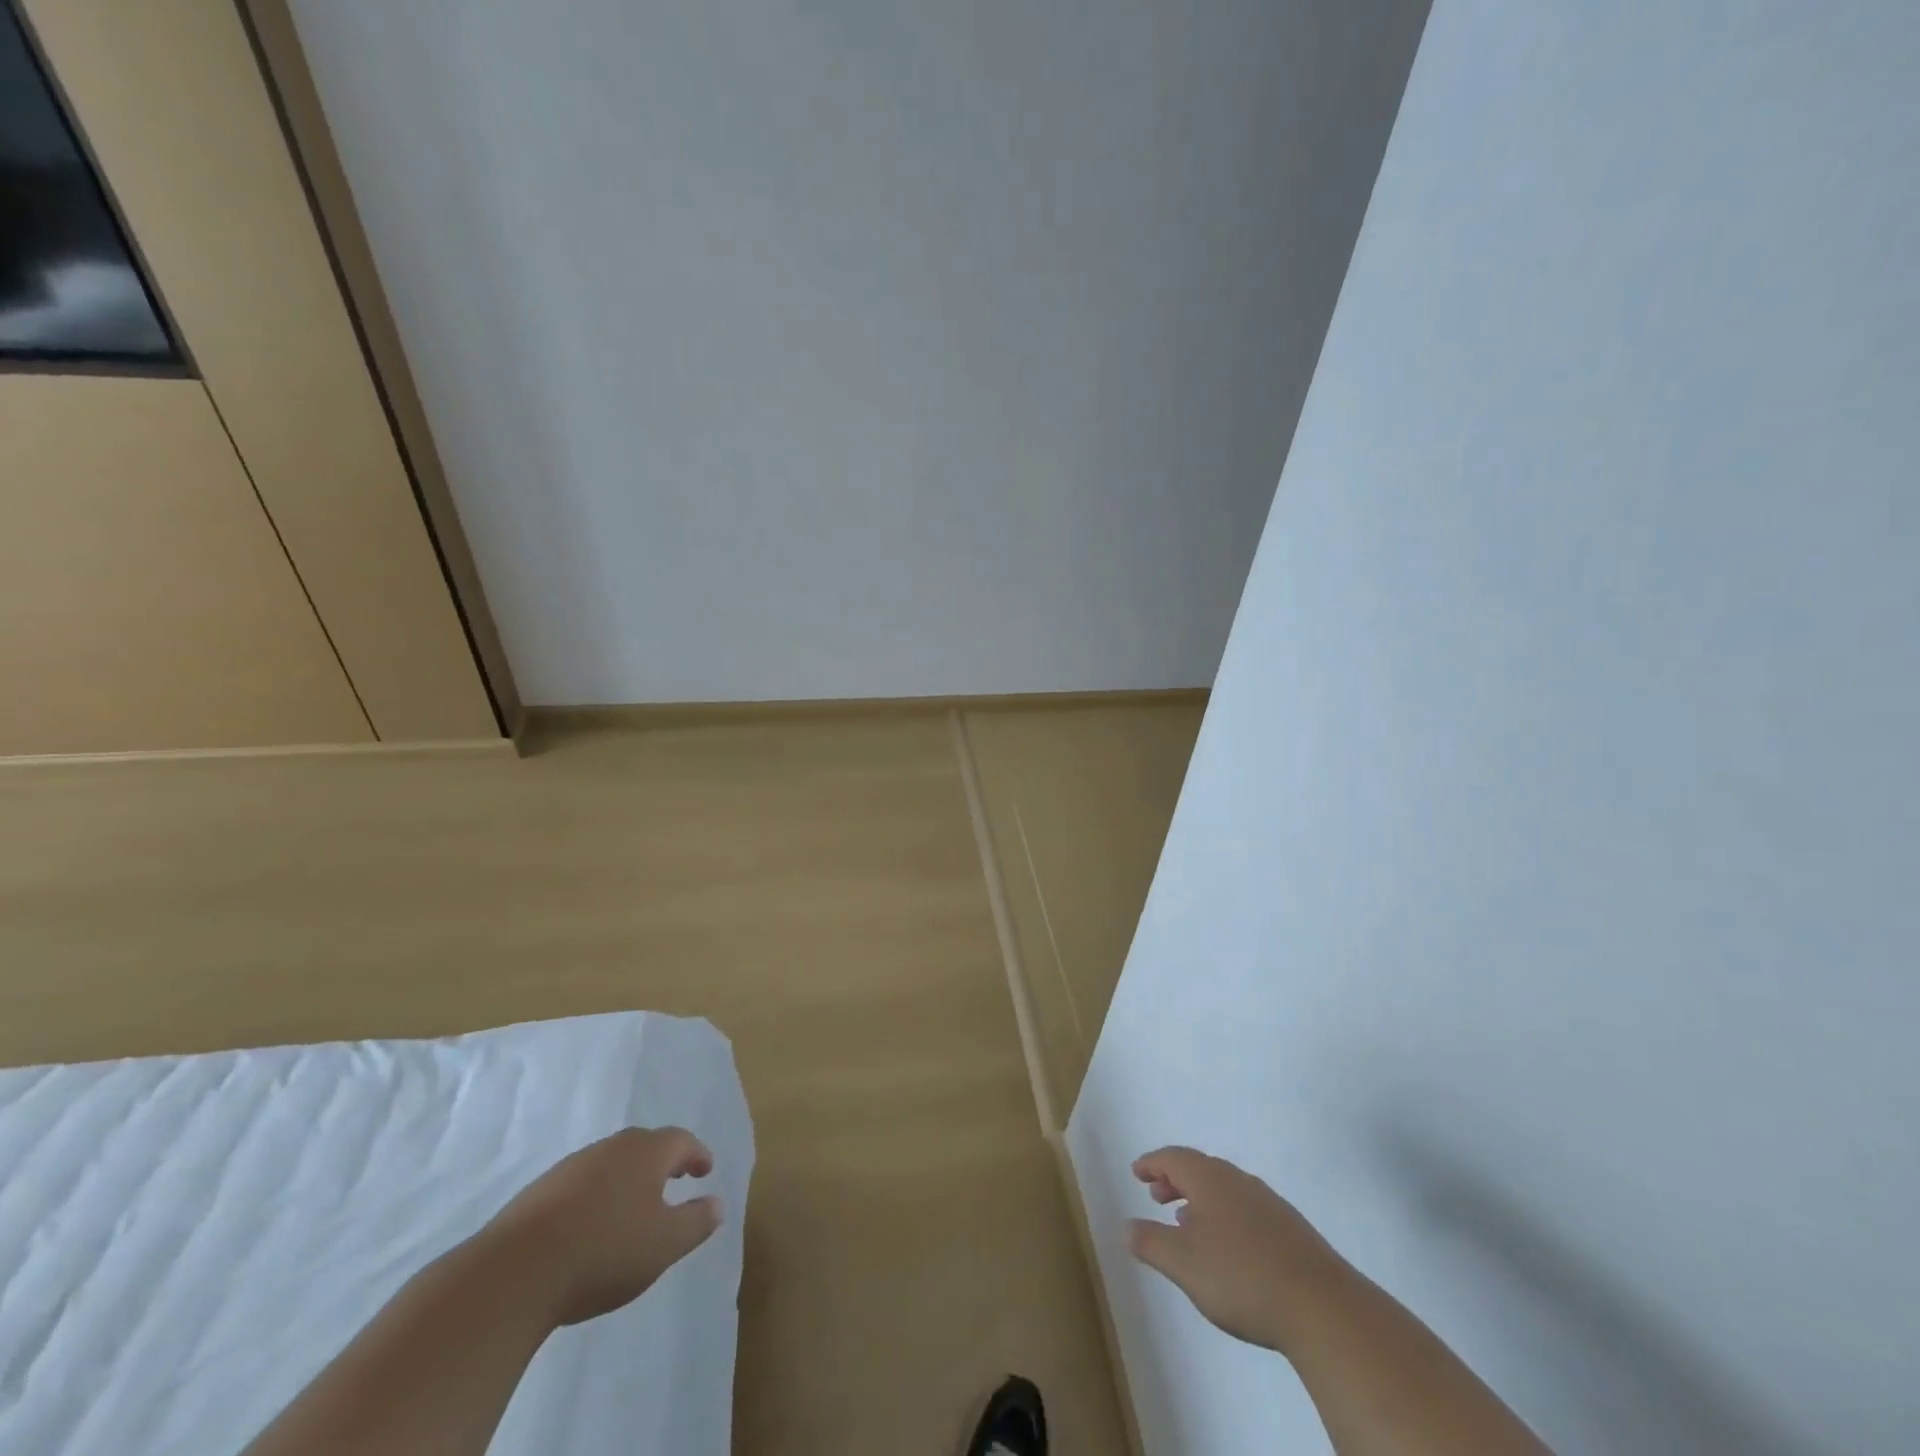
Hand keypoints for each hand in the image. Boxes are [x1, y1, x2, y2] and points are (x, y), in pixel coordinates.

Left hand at [483, 1126, 722, 1326]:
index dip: (697, 1154)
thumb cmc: (604, 1251)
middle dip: (663, 1161)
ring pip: (610, 1163)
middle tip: (675, 1179)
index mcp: (646, 1153)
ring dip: (627, 1178)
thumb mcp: (664, 1245)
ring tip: (633, 1206)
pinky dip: (596, 1196)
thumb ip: (696, 1222)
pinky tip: (591, 1225)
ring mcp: (571, 1168)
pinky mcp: (538, 1193)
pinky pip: (581, 1184)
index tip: (705, 1170)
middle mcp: (611, 1148)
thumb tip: (717, 1204)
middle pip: (644, 1145)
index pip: (681, 1141)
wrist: (514, 1273)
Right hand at [1127, 1146, 1347, 1353]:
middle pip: (1200, 1168)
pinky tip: (1228, 1248)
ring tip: (1187, 1224)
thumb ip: (1150, 1242)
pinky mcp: (1291, 1230)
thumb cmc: (1242, 1277)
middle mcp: (1238, 1181)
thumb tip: (1125, 1226)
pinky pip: (1246, 1209)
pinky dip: (1225, 1216)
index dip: (1152, 1163)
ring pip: (1225, 1189)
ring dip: (1200, 1199)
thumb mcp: (1183, 1263)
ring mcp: (1269, 1203)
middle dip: (1175, 1179)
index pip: (1173, 1157)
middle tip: (1156, 1196)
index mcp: (1210, 1179)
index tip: (1136, 1172)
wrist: (1323, 1307)